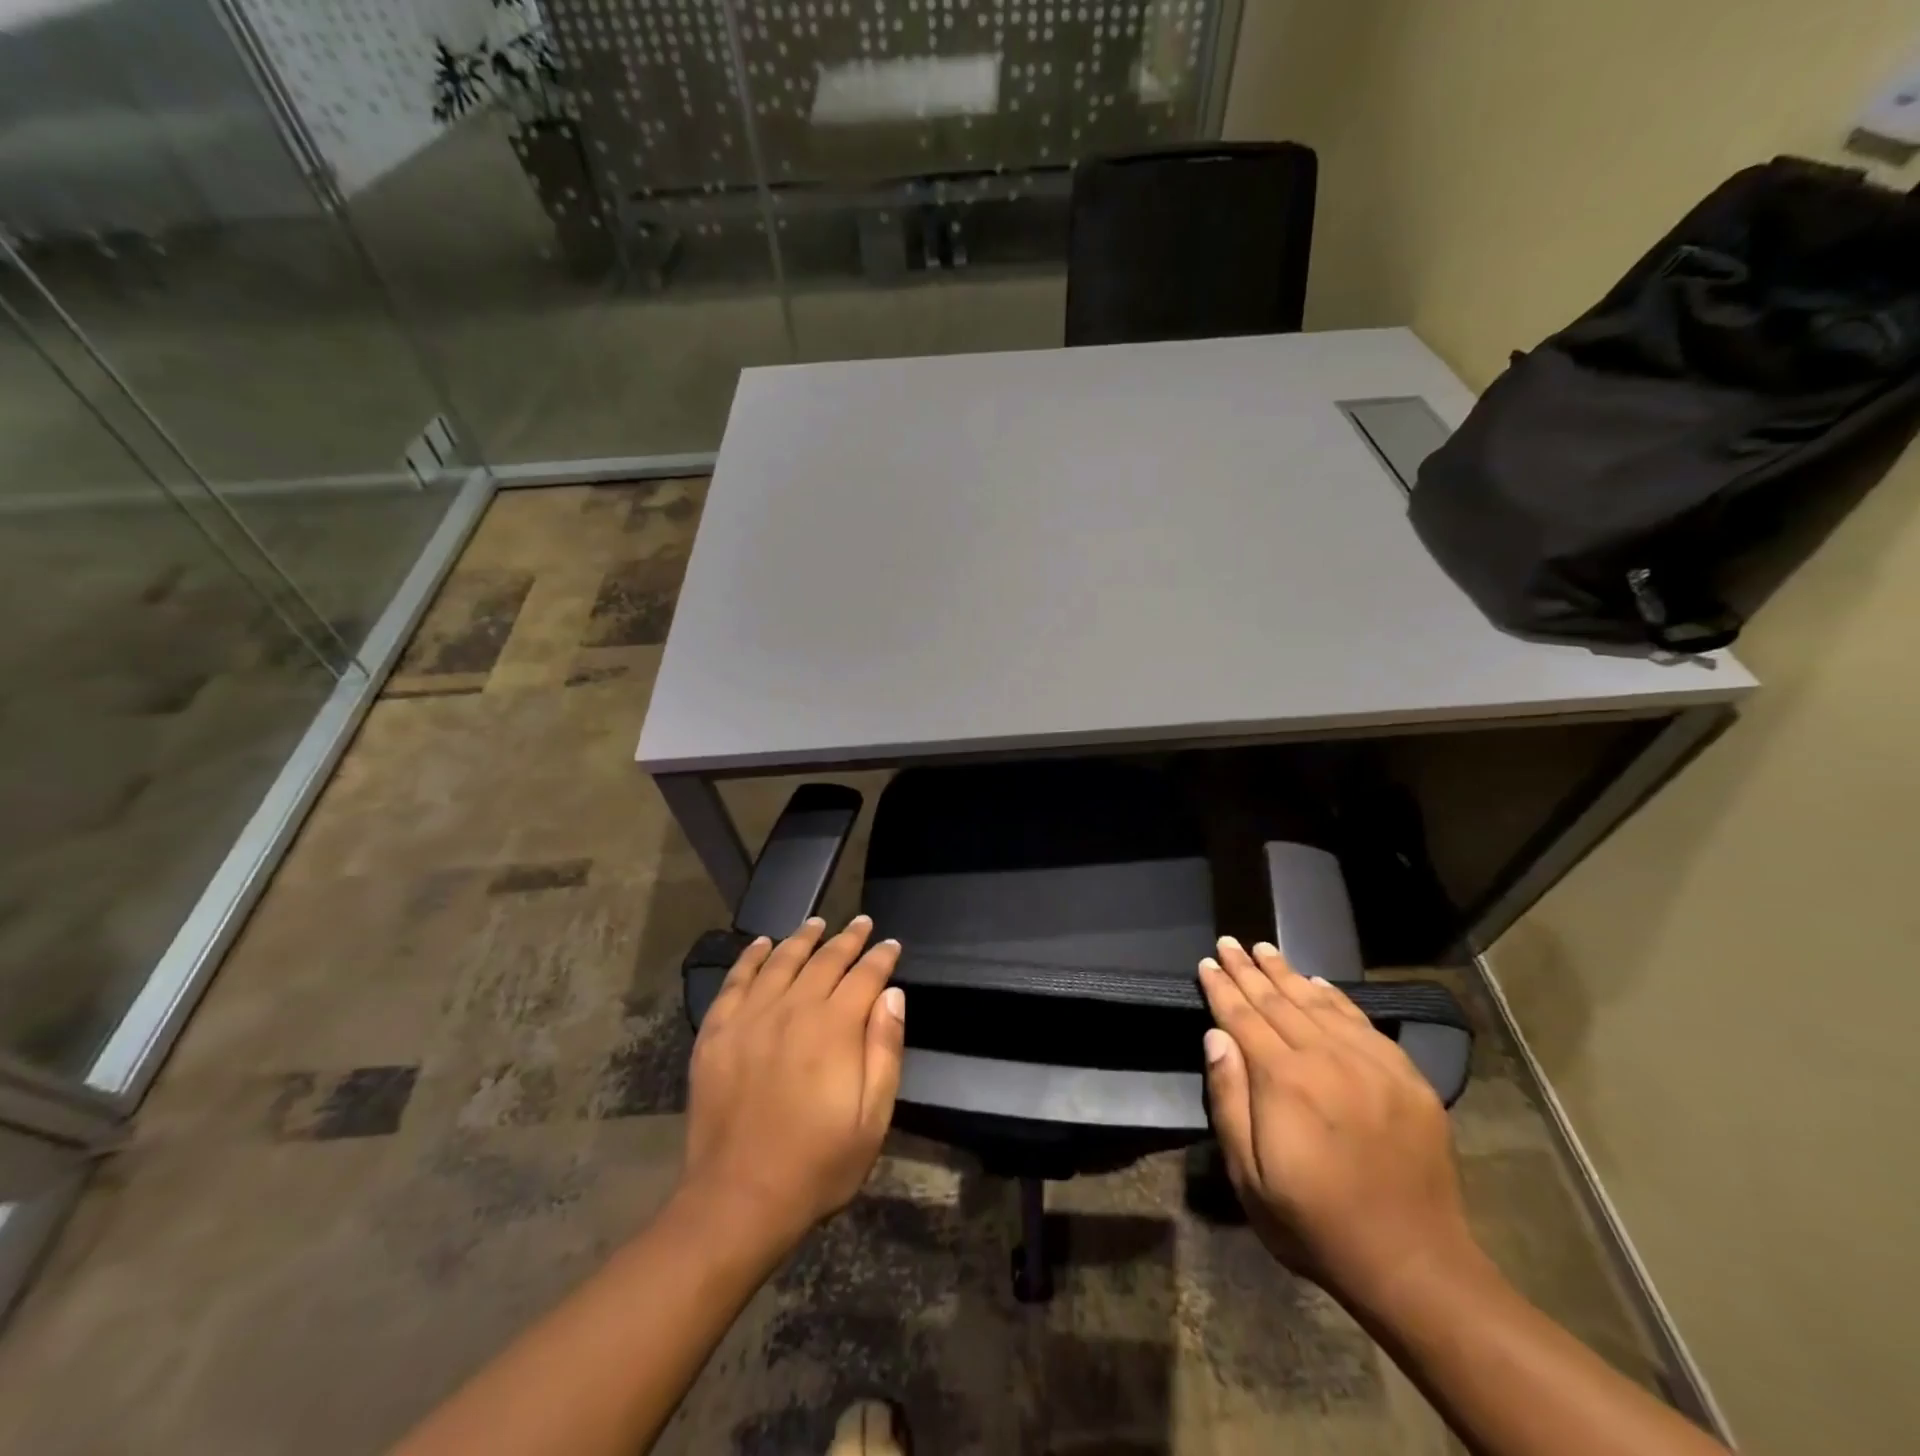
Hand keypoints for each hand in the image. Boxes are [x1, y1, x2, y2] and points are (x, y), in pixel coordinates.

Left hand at [681, 915, 905, 1252]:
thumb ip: (885, 1050)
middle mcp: (793, 1009)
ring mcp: (750, 1018)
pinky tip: (761, 944)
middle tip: (861, 923)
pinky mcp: (716, 1033)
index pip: (864, 976)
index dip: (880, 957)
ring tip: (817, 922)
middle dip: (847, 939)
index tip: (890, 944)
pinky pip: (735, 982)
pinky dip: (750, 957)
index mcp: (834, 1028)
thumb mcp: (872, 1118)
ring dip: (802, 939)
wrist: (738, 1199)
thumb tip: (892, 994)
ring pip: (781, 961)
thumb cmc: (817, 1164)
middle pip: (824, 960)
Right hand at [1197, 936, 1478, 1310]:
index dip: (1222, 988)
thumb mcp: (1250, 1176)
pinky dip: (1335, 997)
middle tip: (1230, 941)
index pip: (1243, 1018)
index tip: (1207, 962)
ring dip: (1288, 973)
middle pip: (1278, 1001)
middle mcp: (1327, 1058)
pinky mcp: (1405, 1076)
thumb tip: (1215, 1037)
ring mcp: (1371, 1064)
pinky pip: (1362, 1022)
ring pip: (1319, 1003)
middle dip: (1249, 970)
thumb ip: (1229, 1100)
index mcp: (1285, 1081)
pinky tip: (1319, 982)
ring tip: (1265, 948)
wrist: (1415, 1265)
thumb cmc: (1316, 1225)